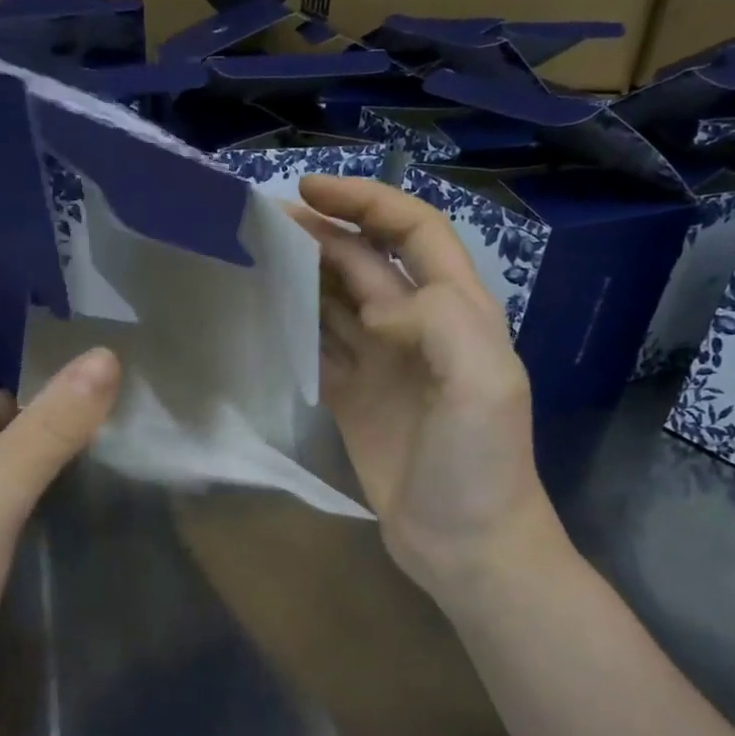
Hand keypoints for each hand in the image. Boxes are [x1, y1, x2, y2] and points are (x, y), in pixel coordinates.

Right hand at [294, 174, 562, 610]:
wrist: (467, 544)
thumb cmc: (482, 465)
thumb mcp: (483, 384)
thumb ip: (438, 322)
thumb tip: (374, 309)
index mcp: (456, 311)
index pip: (413, 231)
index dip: (367, 203)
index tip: (308, 191)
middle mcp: (417, 328)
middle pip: (365, 262)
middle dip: (321, 234)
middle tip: (261, 223)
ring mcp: (382, 365)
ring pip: (336, 302)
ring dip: (302, 276)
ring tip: (252, 257)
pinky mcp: (353, 400)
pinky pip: (319, 350)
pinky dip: (293, 328)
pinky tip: (261, 316)